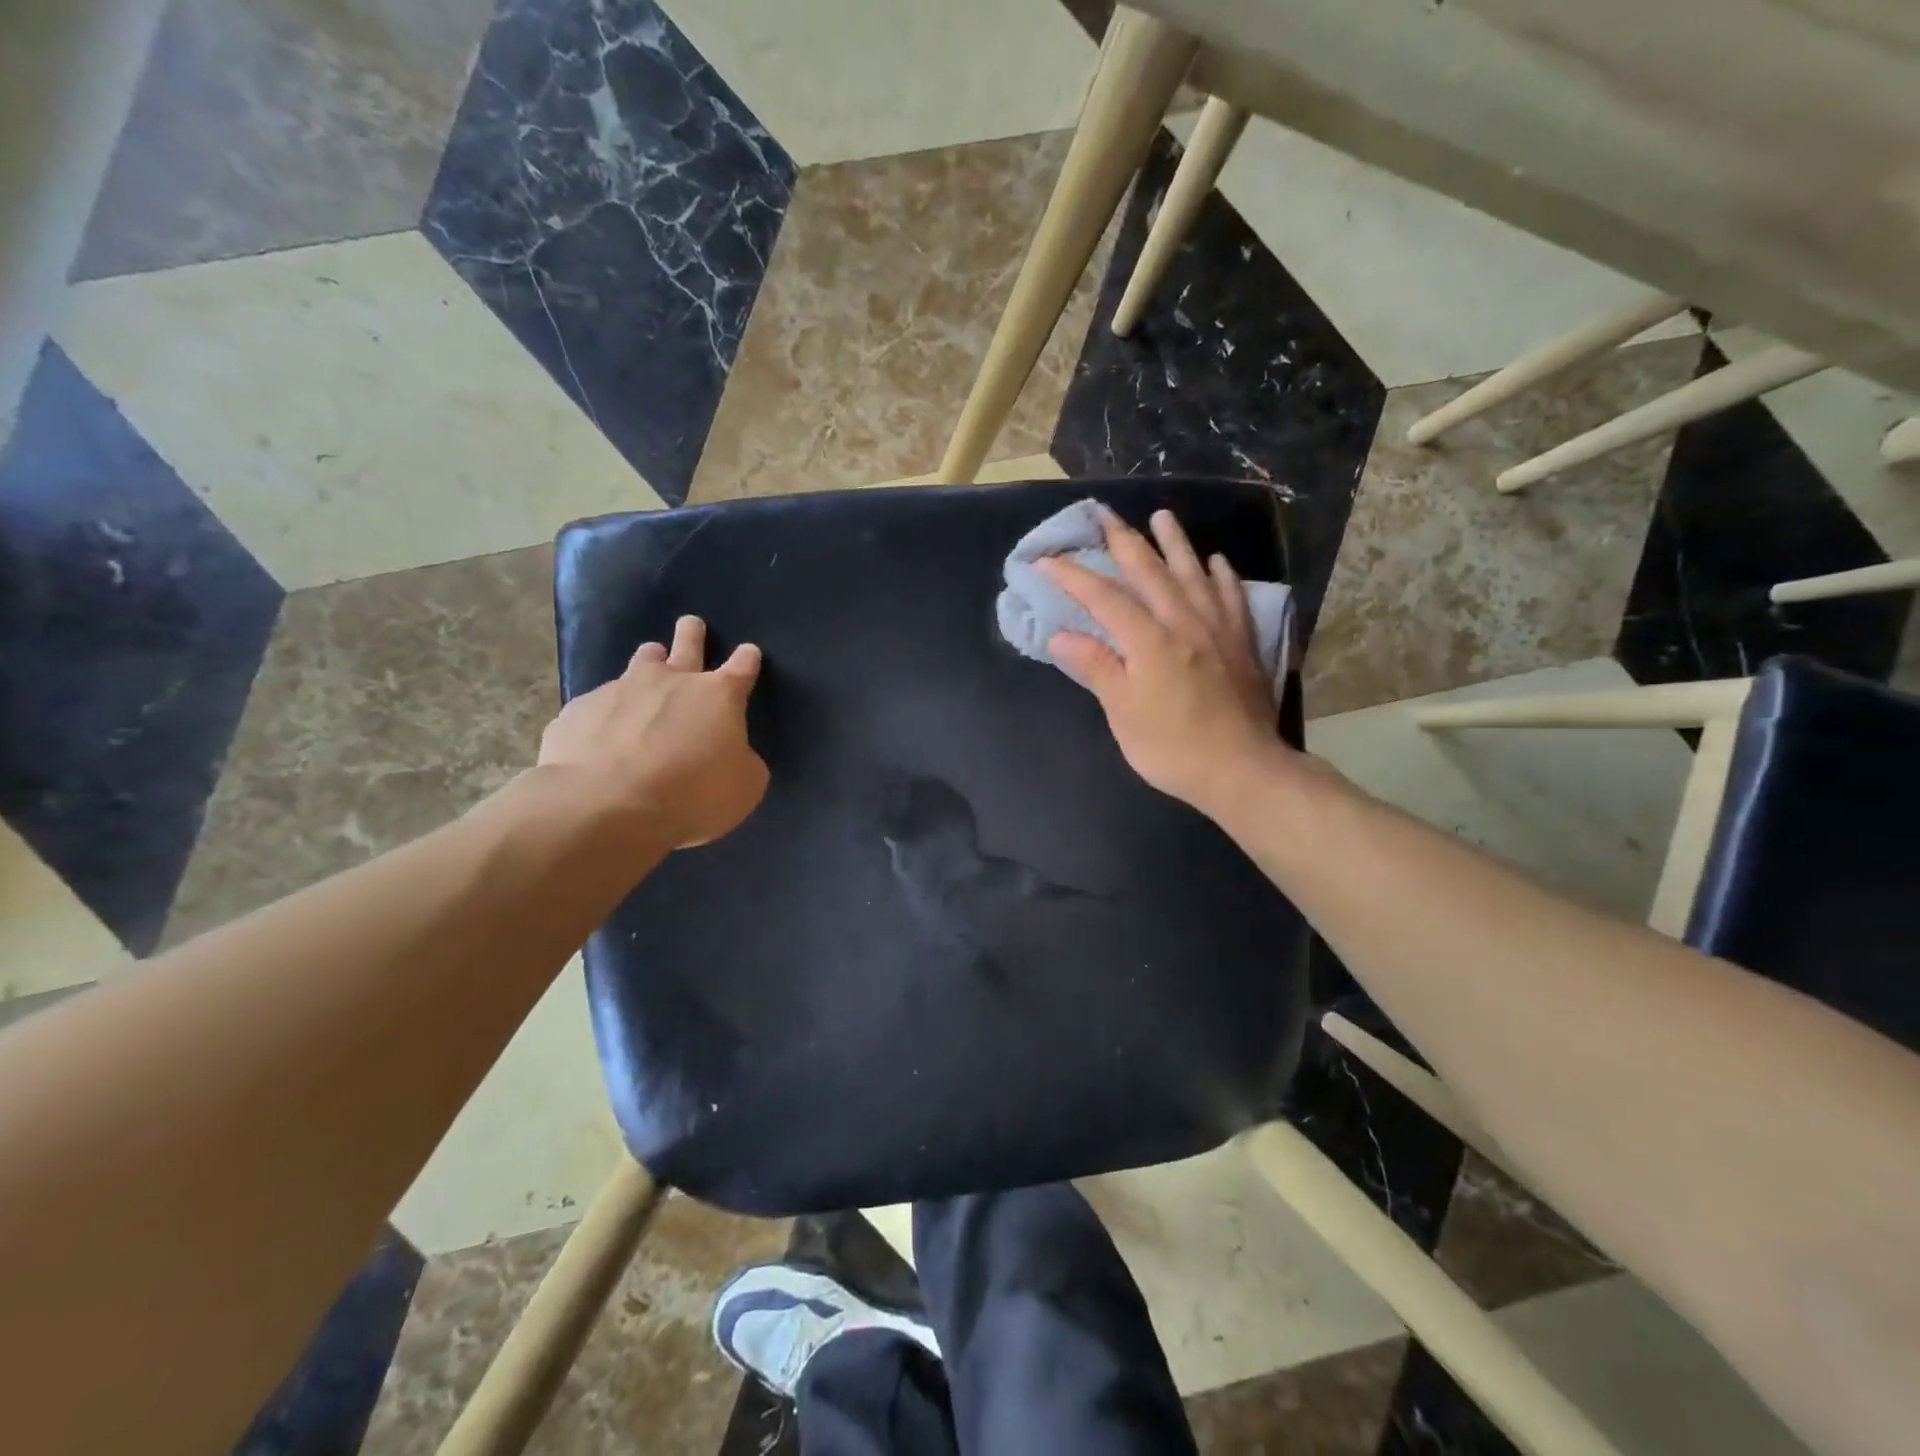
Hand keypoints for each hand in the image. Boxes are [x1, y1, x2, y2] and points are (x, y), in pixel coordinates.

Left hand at [538, 615, 768, 848]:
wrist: (604, 804)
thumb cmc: (690, 795)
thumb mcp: (743, 788)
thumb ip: (743, 762)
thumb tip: (733, 754)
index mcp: (718, 697)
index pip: (742, 668)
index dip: (747, 659)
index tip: (749, 652)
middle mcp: (671, 681)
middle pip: (687, 644)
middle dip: (692, 633)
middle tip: (691, 624)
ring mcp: (621, 689)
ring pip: (641, 661)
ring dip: (650, 661)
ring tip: (650, 665)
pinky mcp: (581, 709)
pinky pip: (600, 702)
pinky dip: (609, 711)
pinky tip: (603, 732)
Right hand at [1040, 507, 1285, 817]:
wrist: (1242, 769)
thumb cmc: (1173, 747)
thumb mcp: (1123, 713)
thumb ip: (1096, 668)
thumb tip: (1061, 635)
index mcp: (1149, 641)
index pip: (1104, 597)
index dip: (1073, 576)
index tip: (1046, 559)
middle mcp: (1184, 622)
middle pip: (1150, 572)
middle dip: (1123, 541)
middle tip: (1104, 515)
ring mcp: (1218, 629)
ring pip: (1193, 573)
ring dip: (1175, 543)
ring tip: (1162, 517)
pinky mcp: (1243, 642)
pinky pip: (1232, 596)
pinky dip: (1221, 575)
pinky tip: (1216, 562)